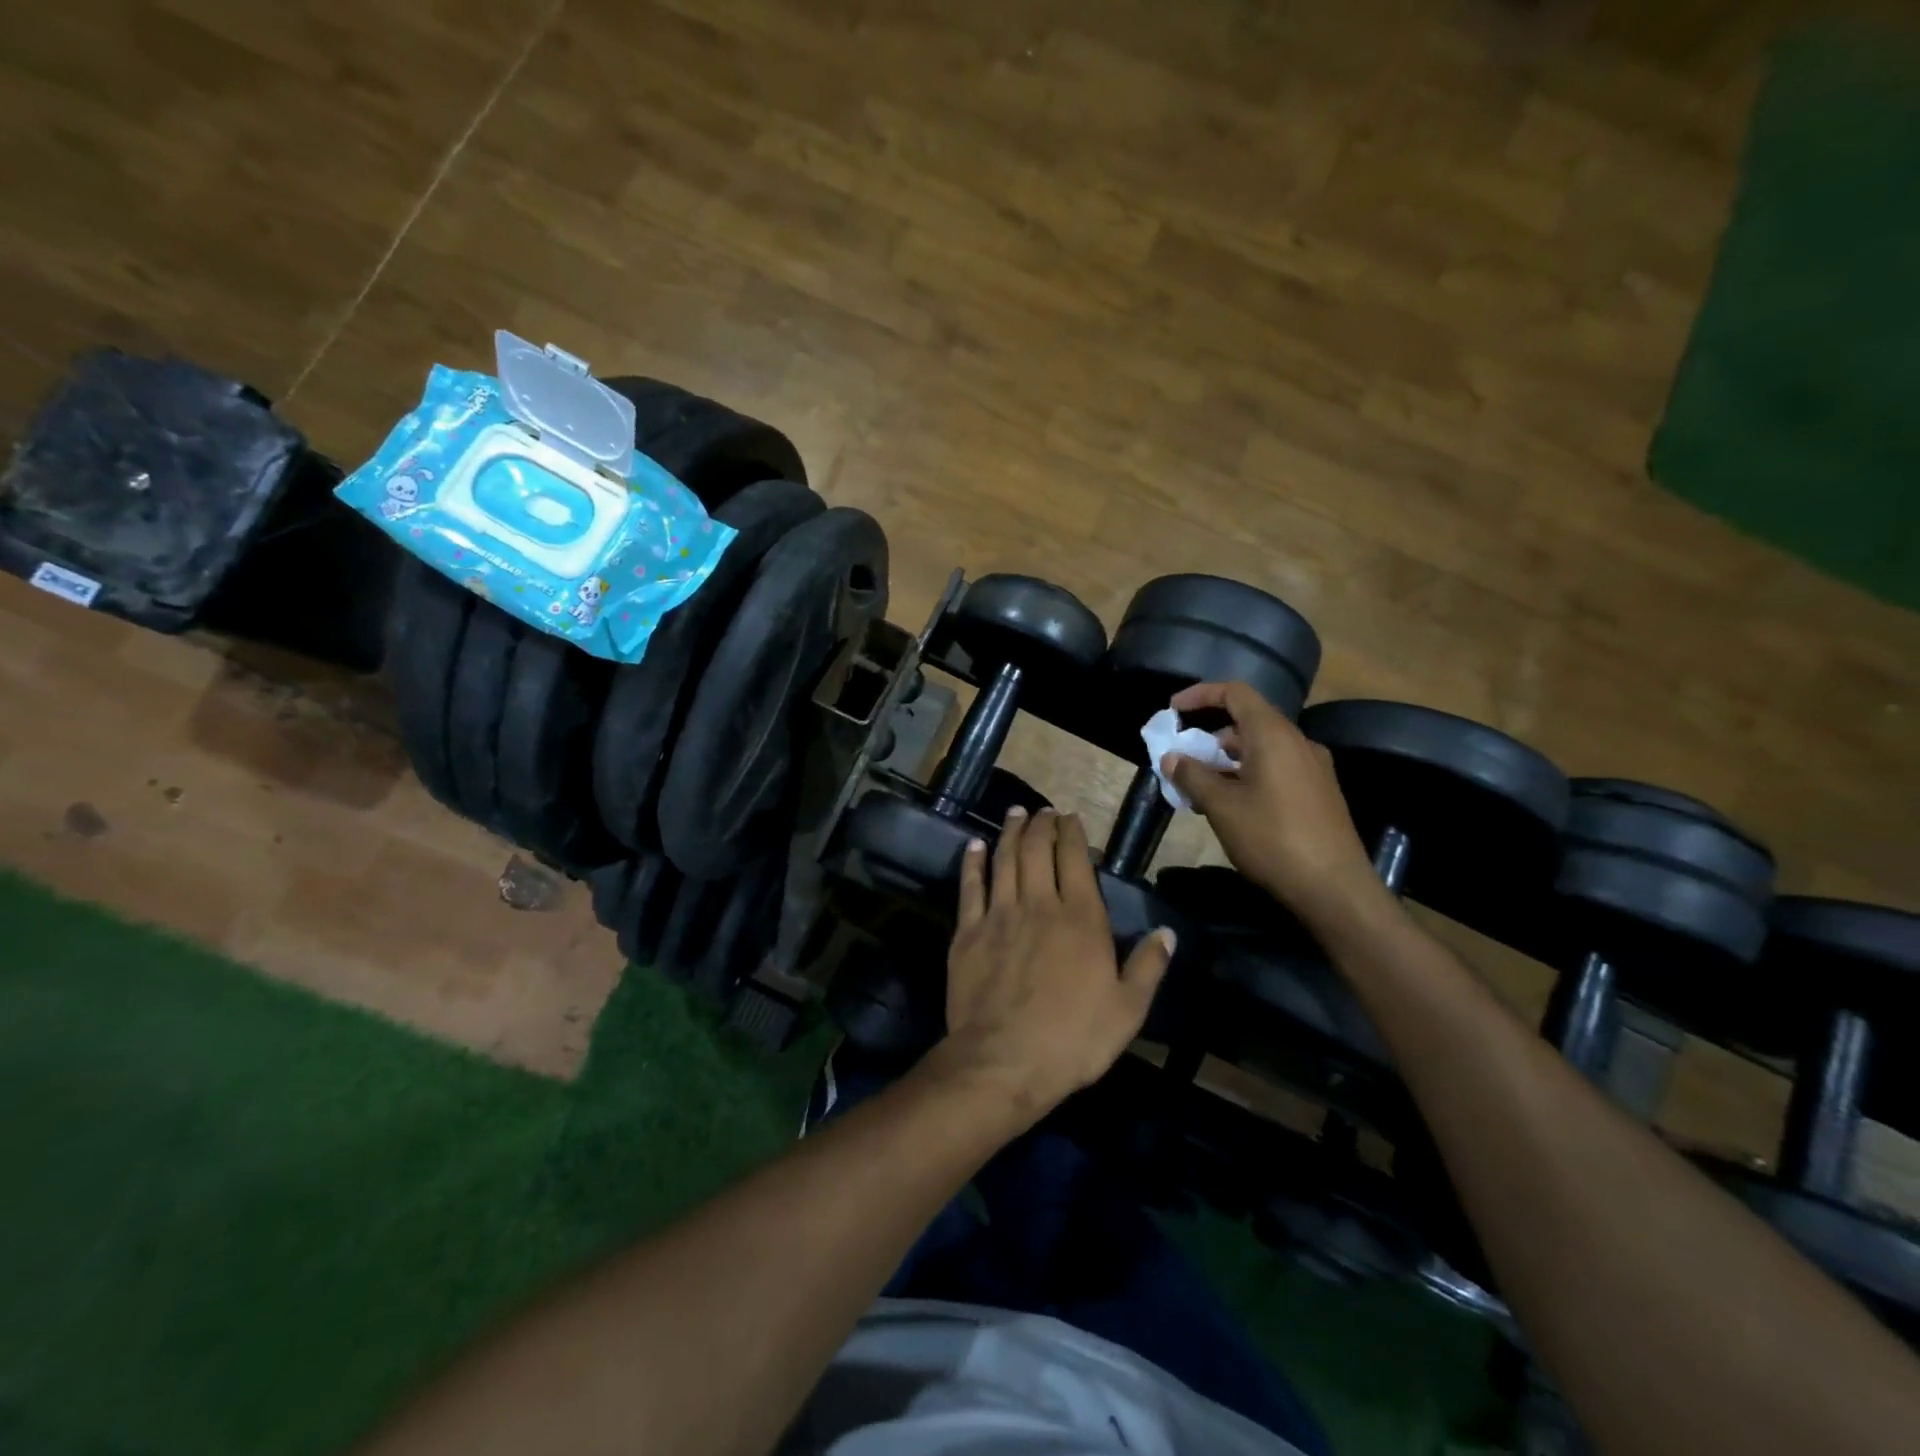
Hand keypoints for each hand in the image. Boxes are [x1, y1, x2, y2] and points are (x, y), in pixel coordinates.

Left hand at [931, 807, 1174, 1121]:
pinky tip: (975, 846)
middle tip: (1042, 811)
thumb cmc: (1073, 1038)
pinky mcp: (968, 932)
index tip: (1069, 817)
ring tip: (1015, 814)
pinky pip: (970, 887)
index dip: (1071, 833)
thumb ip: (1148, 966)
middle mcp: (1039, 904)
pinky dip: (973, 863)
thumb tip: (1167, 932)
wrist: (1004, 1060)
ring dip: (1010, 833)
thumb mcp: (1128, 1009)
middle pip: (1036, 851)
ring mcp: (999, 915)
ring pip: (1005, 860)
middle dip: (1040, 825)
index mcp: (1081, 918)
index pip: (1075, 860)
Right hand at [1161, 681, 1382, 924]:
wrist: (1335, 888)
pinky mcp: (1318, 792)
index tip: (1173, 709)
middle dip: (1210, 736)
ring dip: (1227, 760)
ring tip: (1200, 788)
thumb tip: (1171, 757)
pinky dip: (1247, 774)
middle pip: (1248, 721)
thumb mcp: (1222, 807)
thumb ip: (1193, 776)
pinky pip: (1276, 768)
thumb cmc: (1273, 839)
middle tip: (1182, 759)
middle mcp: (1297, 742)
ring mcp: (1312, 768)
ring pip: (1261, 748)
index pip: (1236, 693)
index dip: (1201, 694)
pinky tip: (1231, 806)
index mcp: (1274, 735)